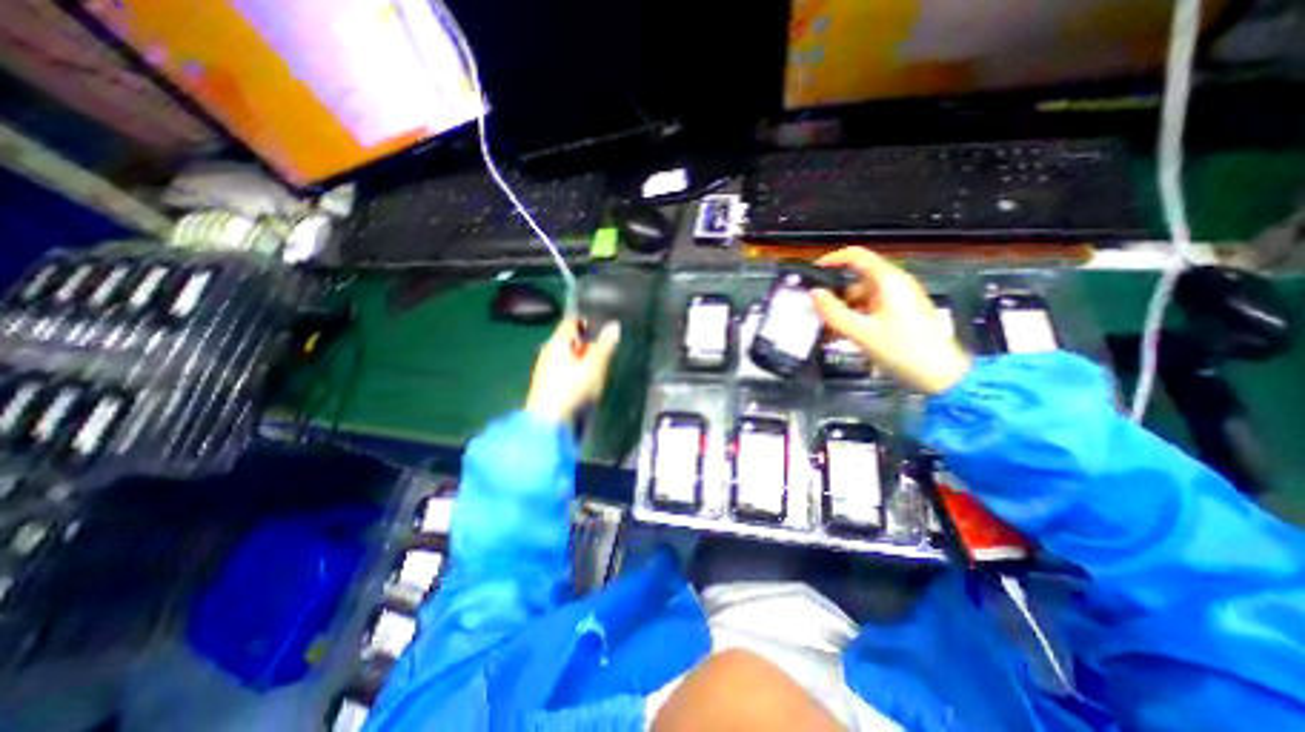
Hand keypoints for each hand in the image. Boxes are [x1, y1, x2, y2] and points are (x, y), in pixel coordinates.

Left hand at [525, 317, 620, 422]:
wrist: (549, 426)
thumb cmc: (573, 390)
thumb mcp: (596, 365)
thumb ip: (605, 345)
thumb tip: (614, 326)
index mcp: (557, 343)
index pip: (572, 322)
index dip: (588, 323)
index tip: (604, 329)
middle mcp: (547, 353)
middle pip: (569, 342)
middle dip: (587, 345)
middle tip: (606, 352)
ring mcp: (545, 372)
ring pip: (567, 359)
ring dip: (582, 362)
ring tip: (599, 371)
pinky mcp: (546, 389)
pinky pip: (564, 375)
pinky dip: (576, 376)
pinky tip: (586, 387)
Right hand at [814, 247, 966, 395]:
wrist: (941, 376)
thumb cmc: (902, 350)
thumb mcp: (861, 333)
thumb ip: (834, 312)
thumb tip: (814, 294)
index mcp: (889, 281)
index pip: (857, 256)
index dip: (833, 259)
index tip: (814, 272)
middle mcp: (895, 285)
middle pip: (857, 281)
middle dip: (836, 298)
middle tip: (818, 316)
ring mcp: (899, 300)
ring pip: (862, 298)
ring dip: (844, 312)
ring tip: (829, 333)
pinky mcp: (901, 313)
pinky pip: (871, 310)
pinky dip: (856, 319)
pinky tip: (844, 336)